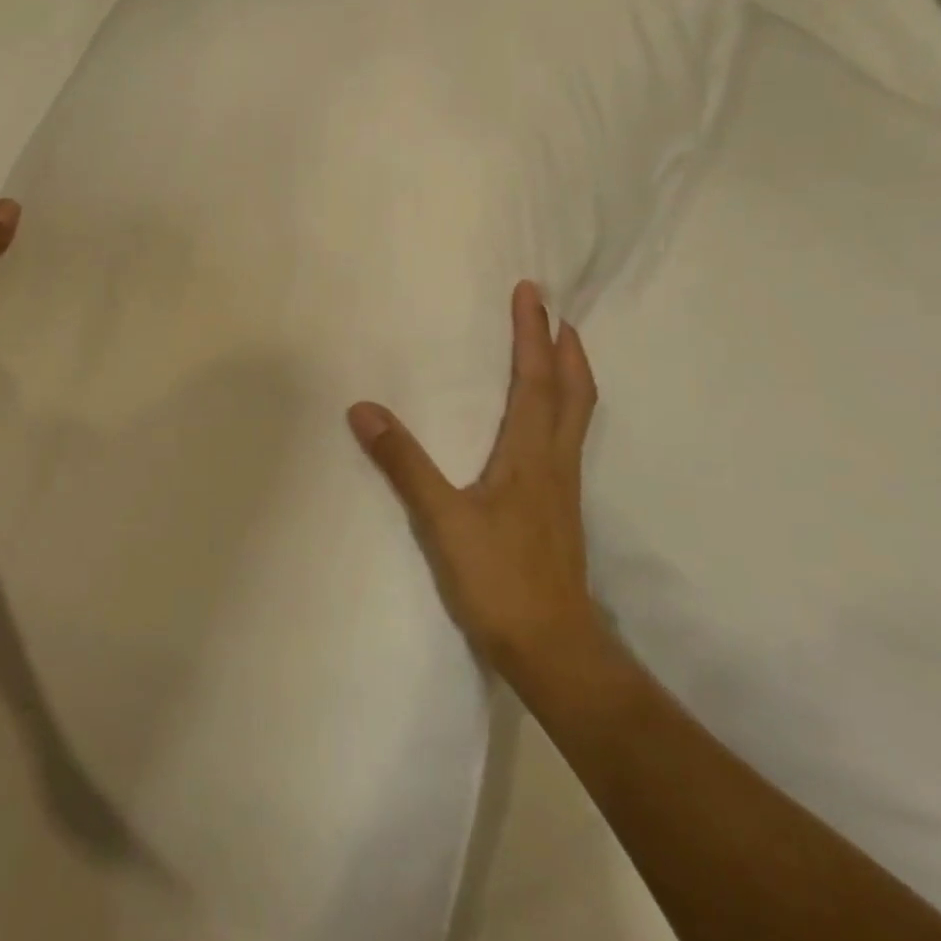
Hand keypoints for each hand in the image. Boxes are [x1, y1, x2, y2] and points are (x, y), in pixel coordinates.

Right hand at [348, 280, 600, 674]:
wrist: (552, 648)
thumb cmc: (499, 580)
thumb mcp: (442, 521)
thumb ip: (404, 464)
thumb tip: (364, 410)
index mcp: (531, 454)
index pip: (537, 379)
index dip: (534, 333)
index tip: (532, 292)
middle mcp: (555, 461)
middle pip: (575, 391)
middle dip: (567, 346)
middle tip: (557, 312)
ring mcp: (563, 487)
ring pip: (577, 415)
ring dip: (570, 375)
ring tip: (558, 351)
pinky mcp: (559, 509)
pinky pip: (566, 438)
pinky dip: (562, 408)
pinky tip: (541, 422)